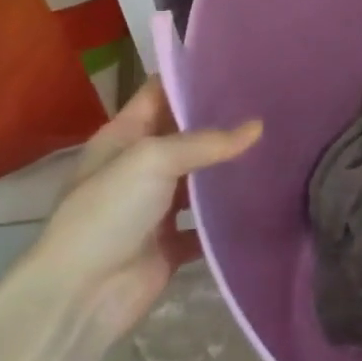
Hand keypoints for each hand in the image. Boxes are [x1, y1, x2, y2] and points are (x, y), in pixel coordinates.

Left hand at [21, 79, 261, 340]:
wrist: (82, 295)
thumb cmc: (107, 213)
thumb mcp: (152, 160)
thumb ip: (206, 142)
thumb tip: (258, 127)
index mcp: (124, 137)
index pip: (160, 94)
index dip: (192, 78)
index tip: (238, 66)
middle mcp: (140, 167)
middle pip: (186, 135)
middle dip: (222, 122)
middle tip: (271, 104)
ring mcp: (156, 207)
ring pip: (201, 180)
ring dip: (230, 169)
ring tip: (279, 146)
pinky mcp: (172, 243)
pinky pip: (208, 224)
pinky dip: (231, 217)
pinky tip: (265, 200)